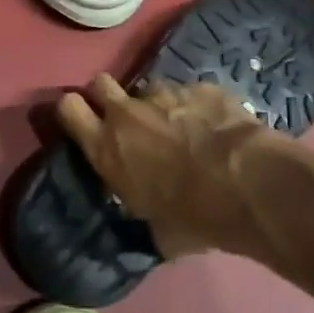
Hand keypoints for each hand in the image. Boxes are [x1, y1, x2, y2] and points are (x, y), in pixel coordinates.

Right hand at [56, 75, 271, 257]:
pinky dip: (196, 108)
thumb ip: (141, 211)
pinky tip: (214, 128)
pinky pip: (190, 93)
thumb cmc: (193, 216)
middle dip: (108, 97)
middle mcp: (128, 113)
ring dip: (157, 106)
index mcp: (107, 147)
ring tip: (180, 129)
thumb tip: (148, 219)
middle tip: (126, 121)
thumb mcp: (155, 229)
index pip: (68, 108)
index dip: (74, 111)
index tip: (85, 122)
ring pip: (149, 89)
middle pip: (100, 83)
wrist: (245, 183)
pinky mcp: (200, 87)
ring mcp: (165, 94)